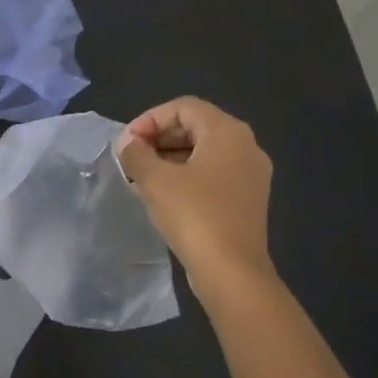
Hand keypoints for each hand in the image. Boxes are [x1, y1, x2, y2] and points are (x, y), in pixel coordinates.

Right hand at [115, 97, 275, 296]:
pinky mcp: (248, 199)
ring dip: (169, 158)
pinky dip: (186, 176)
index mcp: (227, 132)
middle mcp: (246, 146)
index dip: (149, 119)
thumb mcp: (154, 180)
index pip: (183, 107)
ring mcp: (251, 174)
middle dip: (158, 138)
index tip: (126, 144)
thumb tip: (129, 143)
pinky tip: (163, 196)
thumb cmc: (193, 215)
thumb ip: (137, 154)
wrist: (231, 270)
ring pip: (204, 152)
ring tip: (141, 178)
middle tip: (130, 159)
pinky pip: (213, 174)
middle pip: (196, 126)